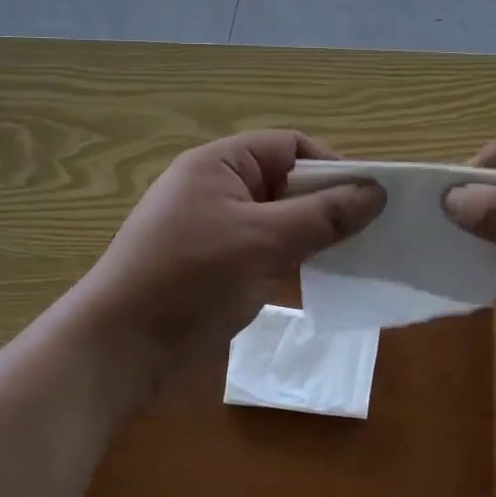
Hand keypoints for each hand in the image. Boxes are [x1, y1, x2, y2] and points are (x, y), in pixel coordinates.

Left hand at [79, 132, 384, 389]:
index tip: (369, 198)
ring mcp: (211, 228)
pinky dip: (290, 257)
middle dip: (325, 202)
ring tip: (351, 256)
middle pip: (284, 181)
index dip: (331, 166)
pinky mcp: (211, 265)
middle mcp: (215, 188)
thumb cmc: (191, 279)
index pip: (289, 146)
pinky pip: (262, 248)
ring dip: (310, 233)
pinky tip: (316, 278)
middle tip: (368, 231)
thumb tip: (377, 192)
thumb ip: (323, 216)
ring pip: (276, 218)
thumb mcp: (264, 241)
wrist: (118, 350)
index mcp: (219, 164)